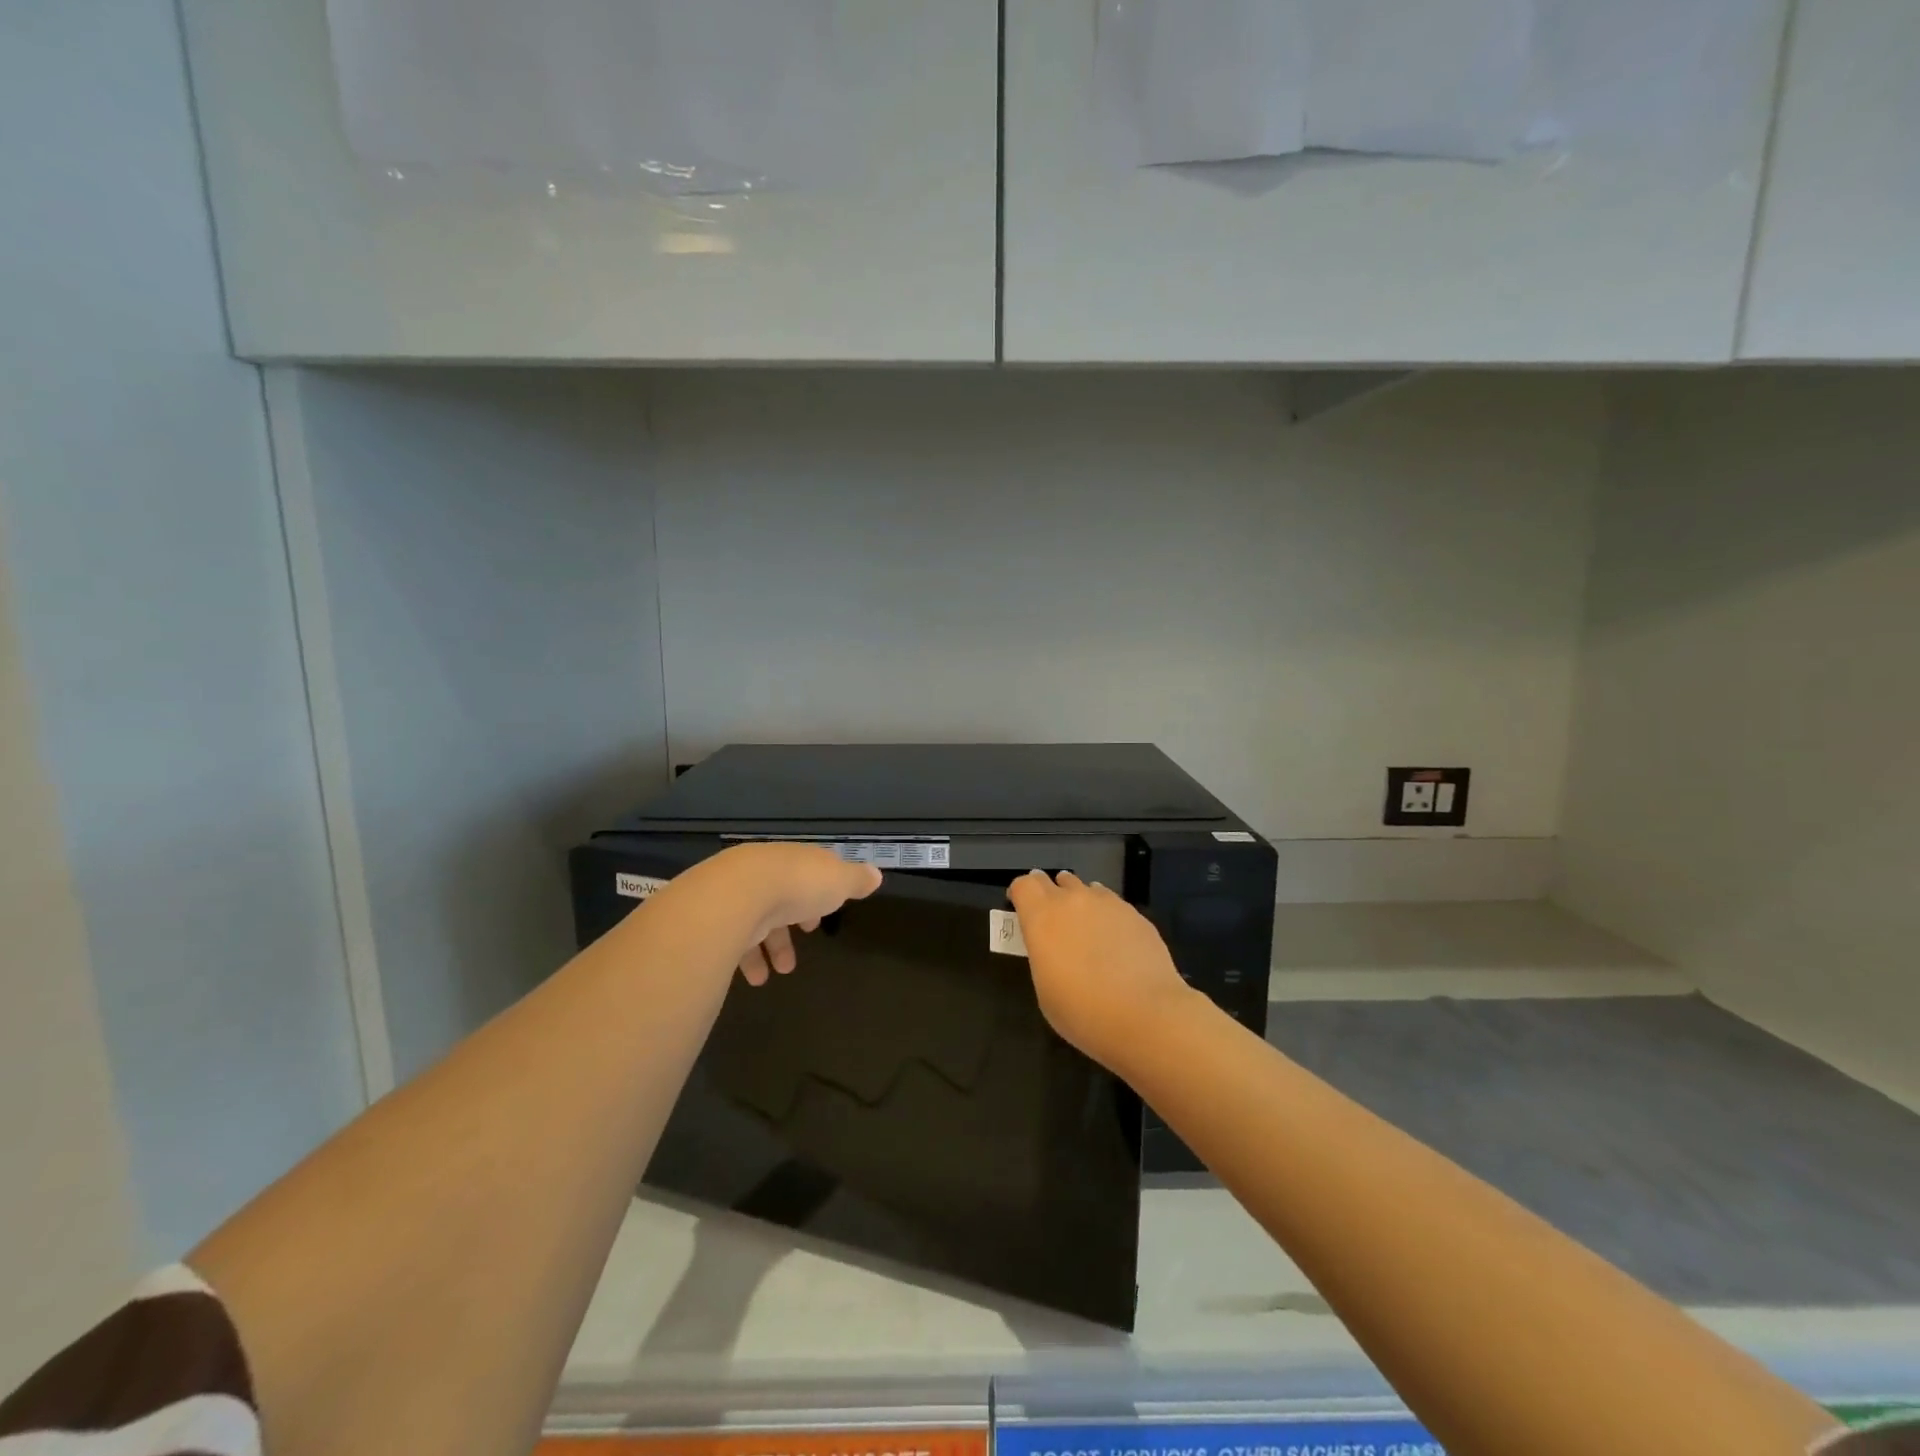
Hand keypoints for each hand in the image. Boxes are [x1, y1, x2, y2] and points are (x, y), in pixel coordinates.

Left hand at [674, 842, 882, 985]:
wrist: (738, 894)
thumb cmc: (798, 885)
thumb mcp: (839, 881)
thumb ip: (857, 880)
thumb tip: (876, 875)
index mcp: (797, 860)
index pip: (809, 870)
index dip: (820, 891)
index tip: (826, 912)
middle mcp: (766, 871)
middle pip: (782, 896)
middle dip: (792, 923)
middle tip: (803, 939)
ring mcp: (738, 893)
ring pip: (758, 919)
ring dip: (772, 948)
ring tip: (779, 972)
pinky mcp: (718, 916)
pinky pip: (736, 937)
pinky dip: (748, 958)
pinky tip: (755, 976)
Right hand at [1005, 869, 1195, 1068]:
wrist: (1146, 1016)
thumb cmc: (1083, 1012)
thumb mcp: (1045, 989)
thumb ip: (1044, 955)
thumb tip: (1053, 945)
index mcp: (1042, 917)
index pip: (1023, 885)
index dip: (1019, 894)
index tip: (1021, 909)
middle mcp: (1073, 901)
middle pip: (1052, 880)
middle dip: (1047, 892)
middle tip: (1050, 916)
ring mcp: (1107, 903)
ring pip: (1085, 888)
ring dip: (1078, 900)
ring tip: (1085, 927)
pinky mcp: (1135, 914)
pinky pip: (1112, 903)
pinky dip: (1106, 914)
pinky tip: (1114, 940)